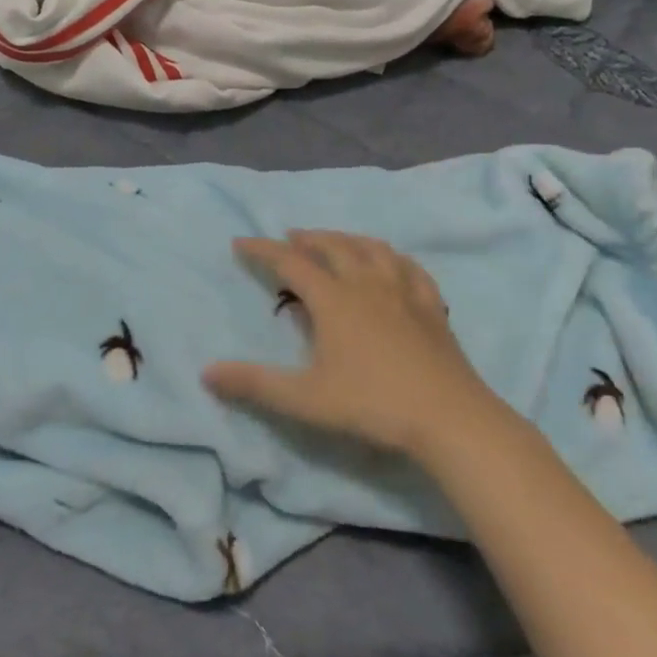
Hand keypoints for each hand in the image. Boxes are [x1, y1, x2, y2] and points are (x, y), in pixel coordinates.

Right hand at [204, 231, 490, 457]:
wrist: (450, 418)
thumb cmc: (373, 404)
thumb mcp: (305, 399)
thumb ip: (254, 385)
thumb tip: (206, 373)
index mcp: (334, 299)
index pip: (290, 262)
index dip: (262, 250)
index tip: (240, 242)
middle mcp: (367, 283)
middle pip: (333, 245)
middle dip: (307, 238)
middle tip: (290, 237)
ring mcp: (403, 291)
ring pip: (372, 248)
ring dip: (347, 239)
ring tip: (336, 242)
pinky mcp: (432, 306)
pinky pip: (410, 268)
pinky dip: (392, 257)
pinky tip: (392, 264)